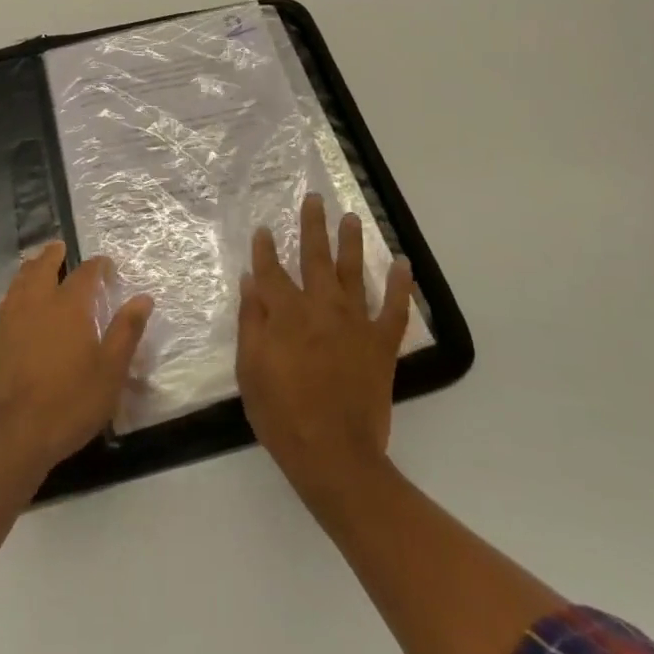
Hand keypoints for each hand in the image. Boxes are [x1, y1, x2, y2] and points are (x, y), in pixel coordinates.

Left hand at [0, 242, 152, 477]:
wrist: (13, 434)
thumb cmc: (70, 401)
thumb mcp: (110, 371)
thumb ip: (126, 331)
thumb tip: (143, 298)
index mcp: (69, 305)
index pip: (85, 273)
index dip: (97, 265)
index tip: (106, 266)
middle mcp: (37, 302)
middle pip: (43, 266)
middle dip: (54, 254)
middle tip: (60, 248)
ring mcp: (10, 319)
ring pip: (19, 281)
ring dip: (31, 268)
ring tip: (37, 265)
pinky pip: (5, 302)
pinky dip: (14, 292)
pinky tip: (16, 302)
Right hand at [237, 193, 414, 513]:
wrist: (334, 455)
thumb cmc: (283, 415)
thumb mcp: (250, 370)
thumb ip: (251, 322)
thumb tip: (251, 281)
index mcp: (286, 313)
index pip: (271, 270)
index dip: (266, 249)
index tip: (265, 229)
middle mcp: (321, 307)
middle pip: (315, 257)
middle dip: (313, 225)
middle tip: (315, 198)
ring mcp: (355, 322)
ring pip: (353, 271)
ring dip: (351, 242)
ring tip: (352, 217)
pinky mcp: (382, 343)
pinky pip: (395, 308)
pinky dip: (401, 285)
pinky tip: (403, 263)